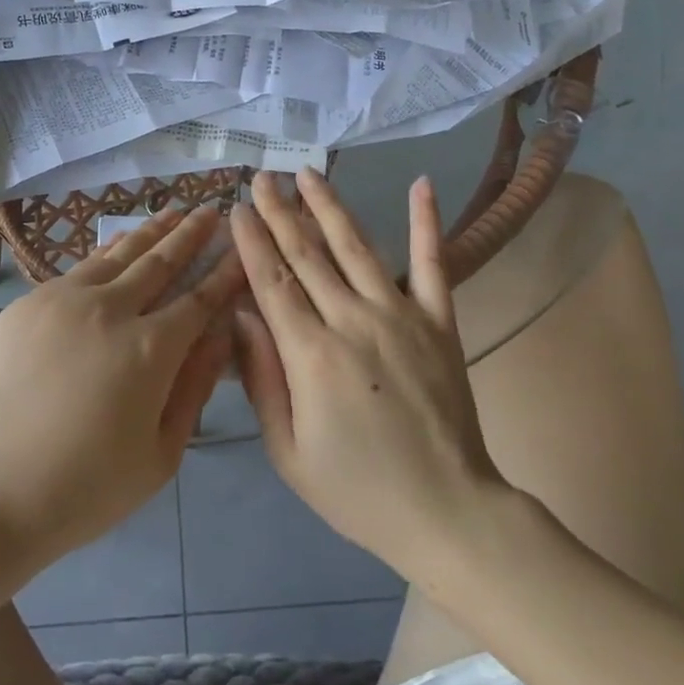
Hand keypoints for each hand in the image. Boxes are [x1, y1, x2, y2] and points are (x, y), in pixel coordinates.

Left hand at [0, 206, 242, 563]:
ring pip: (118, 254)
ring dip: (151, 231)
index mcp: (149, 349)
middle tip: (212, 210)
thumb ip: (195, 386)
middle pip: (160, 261)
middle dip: (191, 234)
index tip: (241, 248)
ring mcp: (63, 299)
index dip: (224, 273)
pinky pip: (79, 268)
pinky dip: (108, 251)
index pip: (199, 298)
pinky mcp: (28, 303)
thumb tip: (221, 334)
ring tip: (174, 211)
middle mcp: (109, 309)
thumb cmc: (85, 488)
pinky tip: (120, 241)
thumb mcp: (161, 455)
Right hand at [229, 169, 506, 576]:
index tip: (237, 208)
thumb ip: (262, 379)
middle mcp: (353, 321)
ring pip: (356, 246)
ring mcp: (401, 315)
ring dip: (328, 206)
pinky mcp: (439, 320)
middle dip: (279, 212)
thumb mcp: (288, 451)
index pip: (271, 282)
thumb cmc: (357, 489)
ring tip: (307, 173)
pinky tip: (421, 184)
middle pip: (307, 254)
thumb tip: (239, 316)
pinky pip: (432, 263)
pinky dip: (426, 222)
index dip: (251, 242)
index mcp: (311, 355)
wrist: (447, 511)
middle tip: (261, 177)